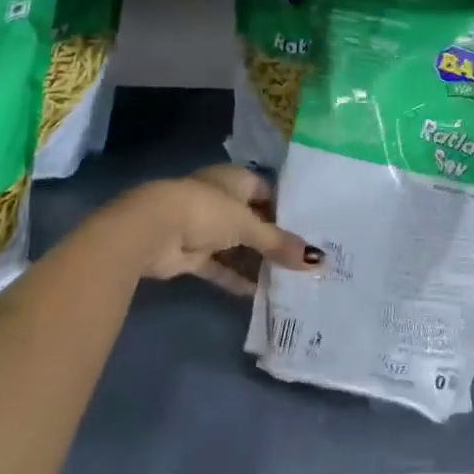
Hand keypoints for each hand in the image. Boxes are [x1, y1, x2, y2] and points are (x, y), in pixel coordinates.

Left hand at [110, 164, 320, 296]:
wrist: (153, 230)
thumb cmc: (207, 211)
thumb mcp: (249, 226)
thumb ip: (280, 244)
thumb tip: (319, 261)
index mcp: (236, 179)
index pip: (269, 192)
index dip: (288, 211)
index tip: (312, 231)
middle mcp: (221, 199)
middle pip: (254, 221)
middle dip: (274, 241)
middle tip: (304, 262)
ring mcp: (205, 227)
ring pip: (237, 246)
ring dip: (256, 263)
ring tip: (288, 281)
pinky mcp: (192, 254)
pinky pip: (220, 266)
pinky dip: (235, 278)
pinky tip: (258, 294)